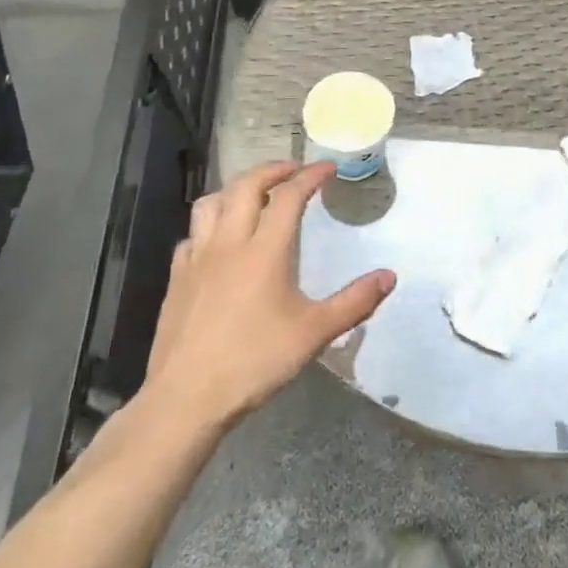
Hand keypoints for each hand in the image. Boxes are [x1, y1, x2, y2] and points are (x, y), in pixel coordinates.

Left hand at [142, 161, 393, 429]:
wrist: (186, 398)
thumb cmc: (254, 362)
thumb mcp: (314, 333)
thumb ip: (354, 302)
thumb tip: (389, 276)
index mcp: (265, 250)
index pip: (289, 196)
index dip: (310, 176)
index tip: (327, 168)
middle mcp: (229, 242)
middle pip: (246, 186)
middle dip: (272, 170)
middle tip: (294, 170)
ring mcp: (197, 258)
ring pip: (211, 202)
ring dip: (236, 189)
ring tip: (254, 194)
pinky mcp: (177, 278)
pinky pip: (192, 234)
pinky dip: (209, 224)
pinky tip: (218, 240)